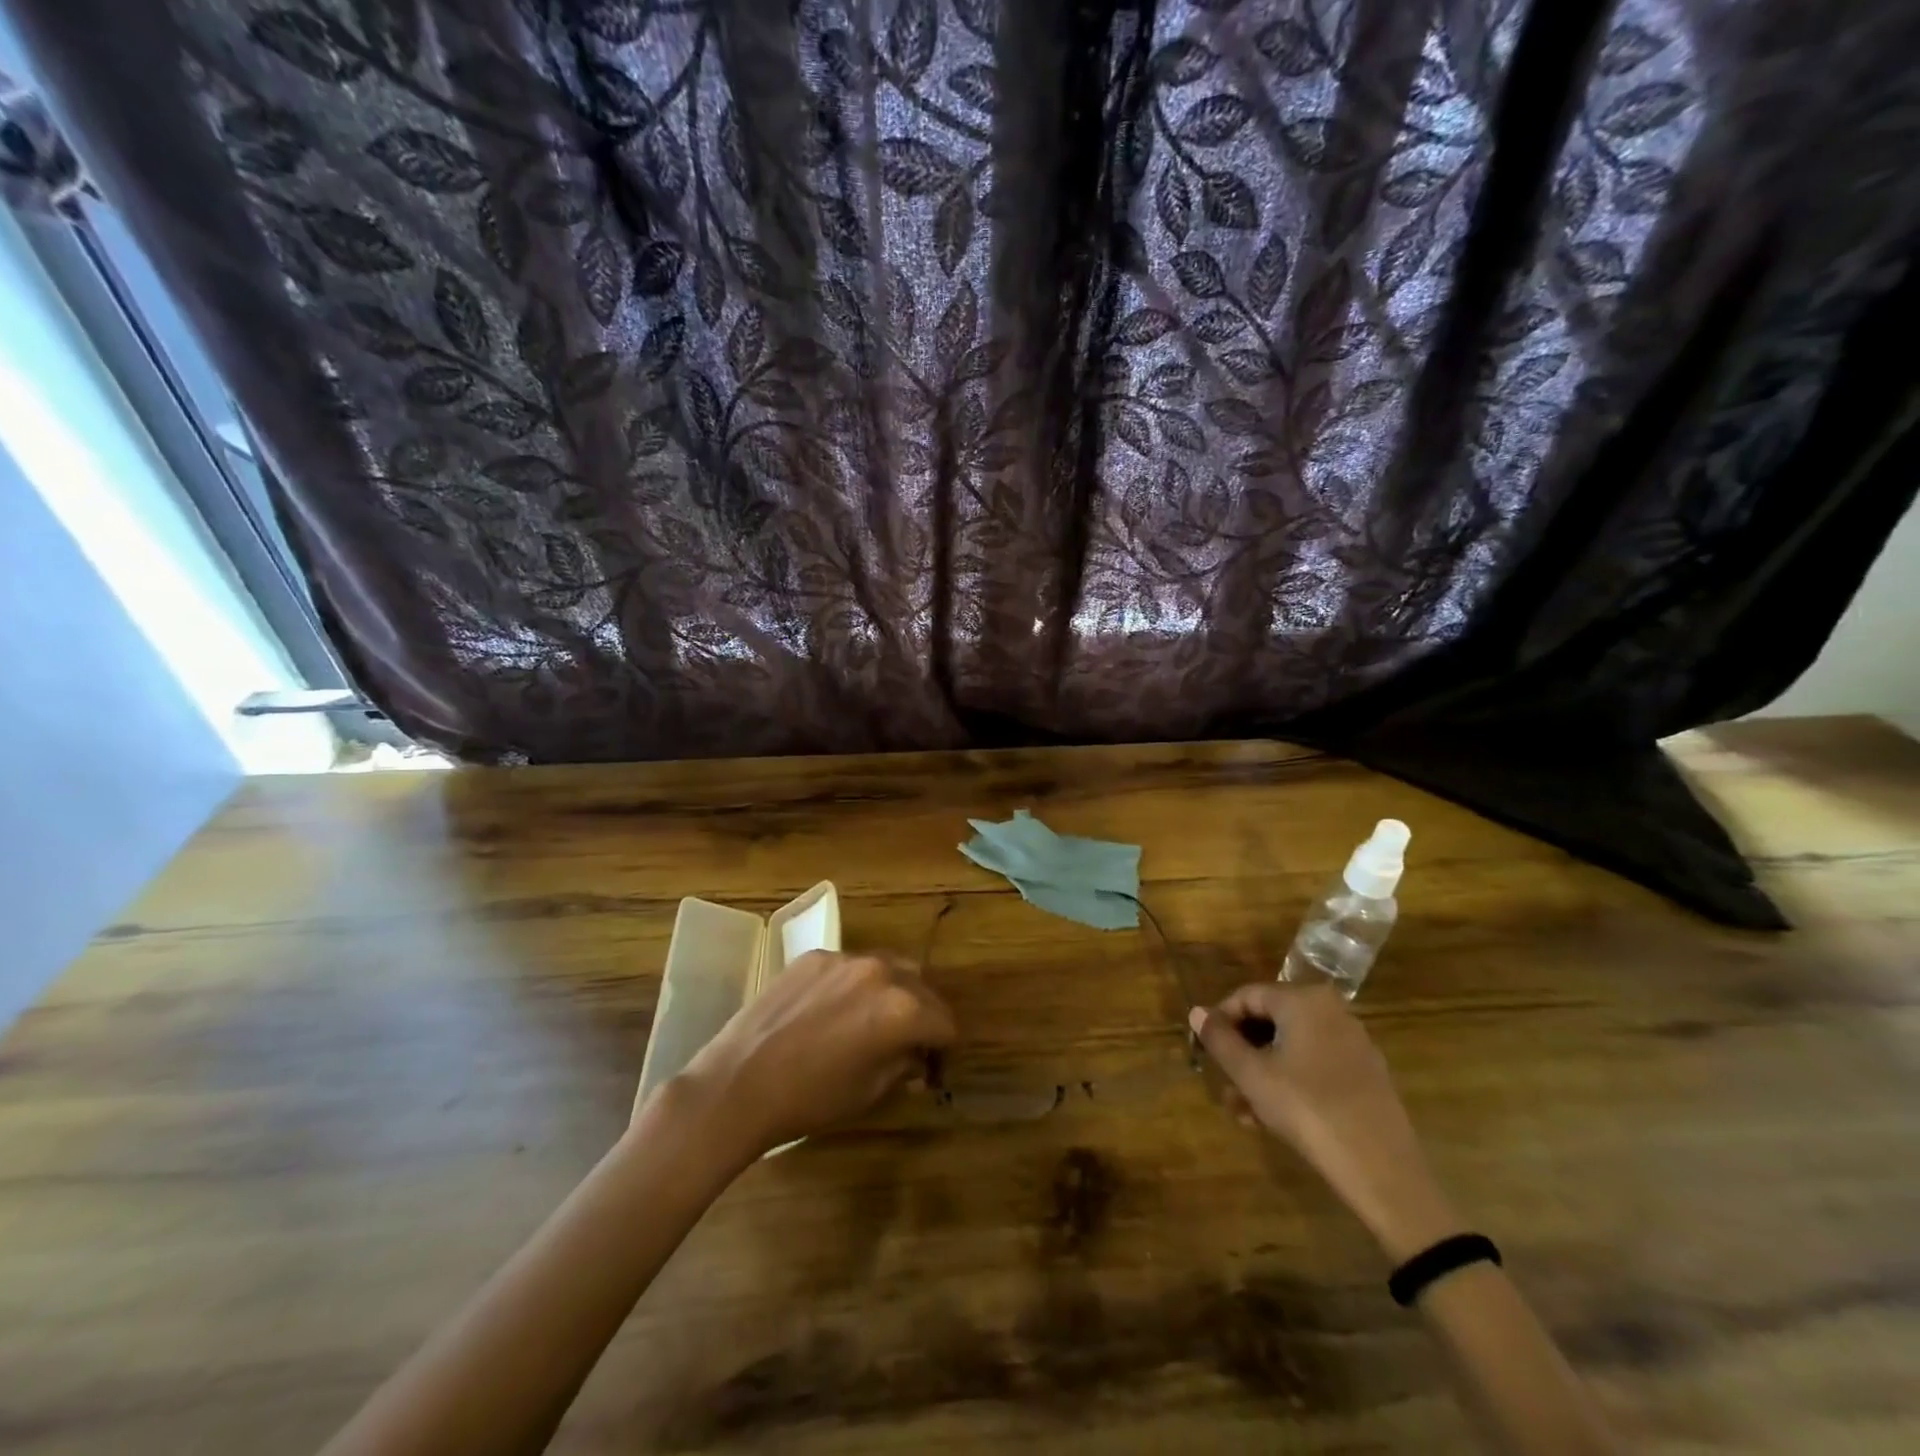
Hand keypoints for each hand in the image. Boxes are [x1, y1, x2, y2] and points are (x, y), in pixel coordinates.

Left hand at [674, 951, 955, 1159]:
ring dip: (892, 992)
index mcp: (902, 1009)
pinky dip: (855, 985)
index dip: (943, 1049)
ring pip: (887, 968)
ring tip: (873, 1021)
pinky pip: (850, 966)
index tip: (931, 1068)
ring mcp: (844, 958)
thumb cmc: (809, 1099)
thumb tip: (916, 1058)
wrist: (738, 1083)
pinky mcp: (814, 956)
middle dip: (922, 1015)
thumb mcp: (869, 1092)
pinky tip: (833, 1012)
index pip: (944, 1023)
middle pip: (921, 987)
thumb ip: (903, 1066)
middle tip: (908, 1044)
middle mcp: (881, 972)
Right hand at [1190, 982, 1465, 1259]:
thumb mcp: (1252, 1075)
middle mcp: (1332, 1010)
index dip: (1220, 1021)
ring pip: (1292, 1047)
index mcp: (1304, 1000)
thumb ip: (1220, 1040)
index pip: (1247, 996)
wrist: (1382, 1170)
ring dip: (1262, 1073)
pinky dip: (1291, 1081)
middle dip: (1242, 1053)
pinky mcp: (1366, 1074)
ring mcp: (1354, 1042)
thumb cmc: (1307, 1110)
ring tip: (1244, 1112)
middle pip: (1271, 1021)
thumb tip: (1196, 1012)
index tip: (1204, 1052)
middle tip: (1224, 1085)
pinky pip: (1315, 1064)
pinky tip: (1275, 1117)